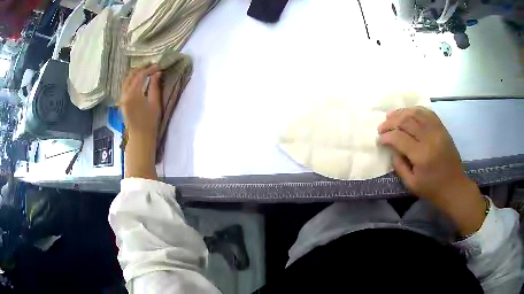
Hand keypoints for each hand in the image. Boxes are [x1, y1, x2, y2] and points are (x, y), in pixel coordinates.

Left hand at [120, 65, 162, 179]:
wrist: (140, 137)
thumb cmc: (149, 122)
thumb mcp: (155, 103)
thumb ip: (155, 86)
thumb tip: (158, 73)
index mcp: (133, 94)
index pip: (141, 75)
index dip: (150, 69)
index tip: (159, 67)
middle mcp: (125, 94)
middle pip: (132, 75)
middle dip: (142, 69)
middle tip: (153, 67)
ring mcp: (122, 97)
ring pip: (127, 79)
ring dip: (136, 74)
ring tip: (147, 72)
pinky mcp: (122, 101)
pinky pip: (126, 85)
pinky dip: (132, 80)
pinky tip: (140, 80)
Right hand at [378, 107, 485, 235]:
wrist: (454, 186)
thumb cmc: (432, 189)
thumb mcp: (411, 184)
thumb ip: (399, 165)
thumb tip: (392, 148)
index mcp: (421, 155)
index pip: (399, 137)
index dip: (386, 136)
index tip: (380, 139)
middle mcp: (430, 138)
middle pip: (406, 121)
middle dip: (390, 122)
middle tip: (382, 127)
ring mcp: (438, 131)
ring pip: (416, 113)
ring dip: (401, 112)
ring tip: (391, 116)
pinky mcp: (442, 129)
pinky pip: (428, 113)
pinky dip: (416, 110)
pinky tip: (408, 113)